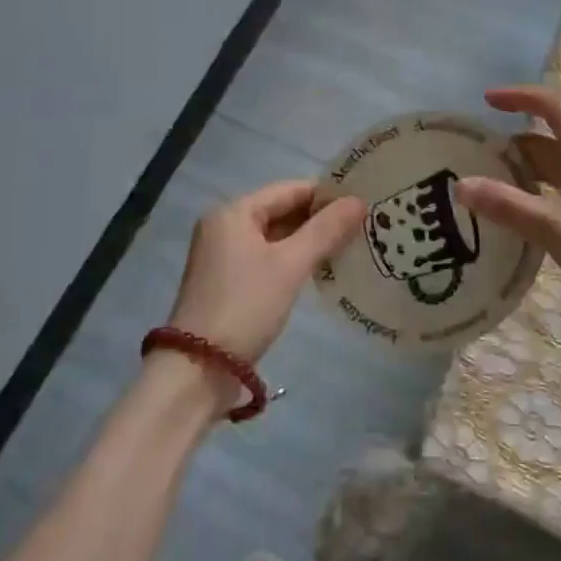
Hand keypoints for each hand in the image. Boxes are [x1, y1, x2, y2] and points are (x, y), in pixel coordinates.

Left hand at [164, 180, 365, 374]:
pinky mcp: (228, 282)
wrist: (198, 370)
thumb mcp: (290, 265)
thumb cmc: (246, 306)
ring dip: (308, 241)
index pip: (290, 190)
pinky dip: (292, 260)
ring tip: (350, 246)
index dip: (326, 195)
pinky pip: (267, 258)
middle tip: (362, 226)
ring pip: (276, 236)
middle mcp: (225, 226)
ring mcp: (224, 255)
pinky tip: (321, 270)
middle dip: (319, 219)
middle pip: (281, 211)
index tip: (362, 204)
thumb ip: (325, 230)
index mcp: (234, 212)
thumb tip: (358, 200)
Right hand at [457, 85, 560, 367]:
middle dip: (511, 142)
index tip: (486, 101)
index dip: (519, 95)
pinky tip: (521, 216)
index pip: (552, 104)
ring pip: (554, 164)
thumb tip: (460, 184)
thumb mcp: (556, 228)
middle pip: (547, 137)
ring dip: (522, 169)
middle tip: (473, 158)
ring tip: (487, 188)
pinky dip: (536, 191)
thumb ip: (508, 206)